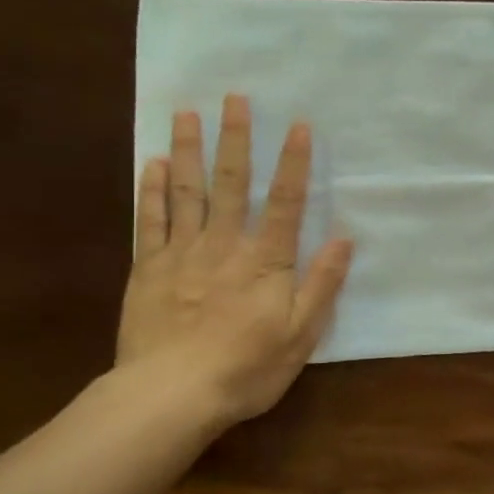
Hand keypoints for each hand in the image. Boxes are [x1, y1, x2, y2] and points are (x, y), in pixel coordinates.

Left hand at [116, 96, 353, 432]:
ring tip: (186, 112)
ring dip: (189, 149)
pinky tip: (152, 164)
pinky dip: (151, 190)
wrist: (171, 395)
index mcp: (266, 261)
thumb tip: (345, 239)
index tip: (299, 124)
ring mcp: (182, 253)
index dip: (295, 162)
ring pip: (187, 191)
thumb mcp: (301, 334)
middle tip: (235, 98)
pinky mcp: (148, 268)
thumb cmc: (246, 368)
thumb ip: (322, 284)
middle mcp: (225, 245)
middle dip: (236, 139)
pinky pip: (150, 220)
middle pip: (233, 183)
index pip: (286, 202)